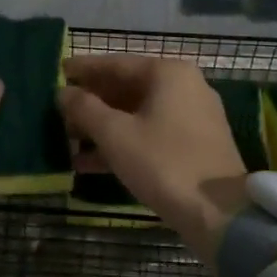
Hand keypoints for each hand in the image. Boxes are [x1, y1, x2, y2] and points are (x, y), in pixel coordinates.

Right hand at [56, 56, 248, 259]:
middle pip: (127, 89)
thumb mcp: (115, 134)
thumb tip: (63, 92)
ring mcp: (193, 117)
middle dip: (91, 103)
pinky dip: (123, 144)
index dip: (83, 70)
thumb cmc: (163, 163)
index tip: (57, 71)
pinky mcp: (195, 145)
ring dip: (103, 127)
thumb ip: (84, 108)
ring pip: (137, 115)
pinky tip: (89, 163)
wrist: (219, 213)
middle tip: (59, 112)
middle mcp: (185, 87)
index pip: (116, 64)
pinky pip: (151, 135)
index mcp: (168, 74)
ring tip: (68, 140)